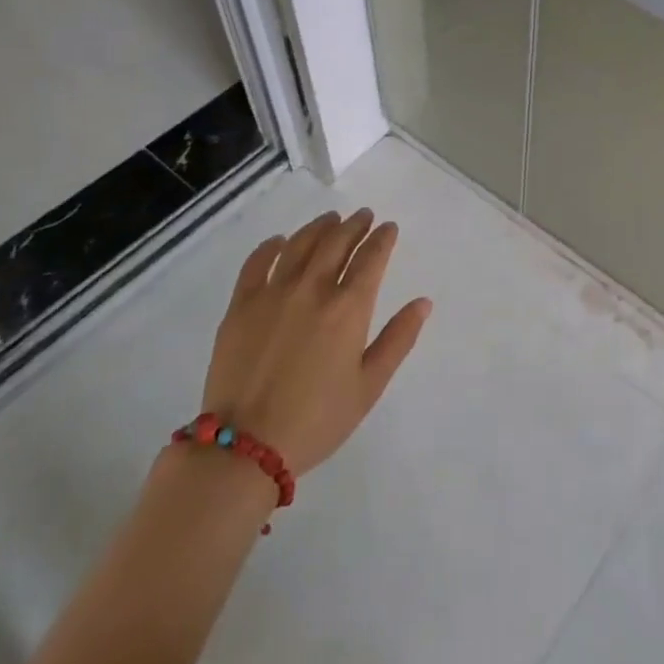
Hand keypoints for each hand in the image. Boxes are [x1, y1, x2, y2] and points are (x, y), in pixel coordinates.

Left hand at [202, 209, 431, 475]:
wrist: (246, 447)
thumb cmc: (318, 420)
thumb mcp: (369, 385)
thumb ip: (398, 339)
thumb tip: (423, 302)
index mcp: (348, 308)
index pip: (371, 257)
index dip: (383, 238)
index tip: (389, 228)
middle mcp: (313, 289)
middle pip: (337, 242)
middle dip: (354, 225)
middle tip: (363, 216)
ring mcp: (273, 293)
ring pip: (300, 244)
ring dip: (320, 227)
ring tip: (331, 219)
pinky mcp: (241, 305)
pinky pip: (257, 263)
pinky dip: (272, 246)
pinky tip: (280, 241)